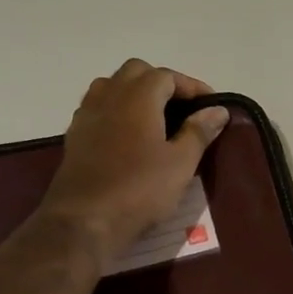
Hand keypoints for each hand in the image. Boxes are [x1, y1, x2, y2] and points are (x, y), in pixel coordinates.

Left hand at [37, 59, 228, 264]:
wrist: (84, 220)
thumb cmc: (139, 190)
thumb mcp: (180, 164)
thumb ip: (199, 132)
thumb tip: (218, 110)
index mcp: (138, 97)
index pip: (167, 76)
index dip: (191, 86)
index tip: (211, 105)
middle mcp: (109, 96)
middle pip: (136, 72)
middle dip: (161, 83)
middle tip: (182, 109)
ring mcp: (87, 115)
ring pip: (112, 86)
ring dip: (134, 93)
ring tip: (155, 119)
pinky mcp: (75, 136)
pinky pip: (98, 108)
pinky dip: (116, 111)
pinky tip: (128, 137)